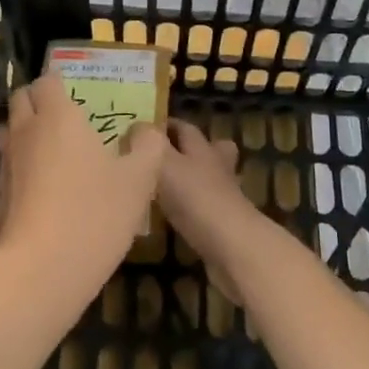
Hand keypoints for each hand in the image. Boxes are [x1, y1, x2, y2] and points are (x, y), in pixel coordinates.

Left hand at [0, 74, 167, 288]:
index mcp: (58, 117)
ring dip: (28, 133)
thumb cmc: (93, 214)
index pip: (48, 80)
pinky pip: (9, 169)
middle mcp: (25, 132)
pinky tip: (43, 191)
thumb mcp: (139, 180)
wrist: (39, 272)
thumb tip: (146, 131)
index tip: (78, 91)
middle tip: (66, 116)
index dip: (60, 81)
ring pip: (11, 133)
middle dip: (39, 100)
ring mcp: (6, 165)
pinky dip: (23, 169)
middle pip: (21, 100)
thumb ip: (147, 147)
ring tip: (56, 151)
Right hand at [157, 120, 264, 300]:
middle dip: (187, 150)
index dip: (167, 125)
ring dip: (189, 181)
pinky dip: (189, 208)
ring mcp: (223, 196)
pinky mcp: (223, 223)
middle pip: (208, 150)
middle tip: (158, 157)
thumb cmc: (195, 196)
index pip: (185, 128)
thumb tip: (138, 124)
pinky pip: (204, 207)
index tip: (144, 130)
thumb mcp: (164, 162)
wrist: (230, 244)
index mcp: (201, 148)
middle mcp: (215, 166)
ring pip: (207, 179)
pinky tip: (170, 217)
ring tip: (161, 188)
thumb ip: (150, 142)